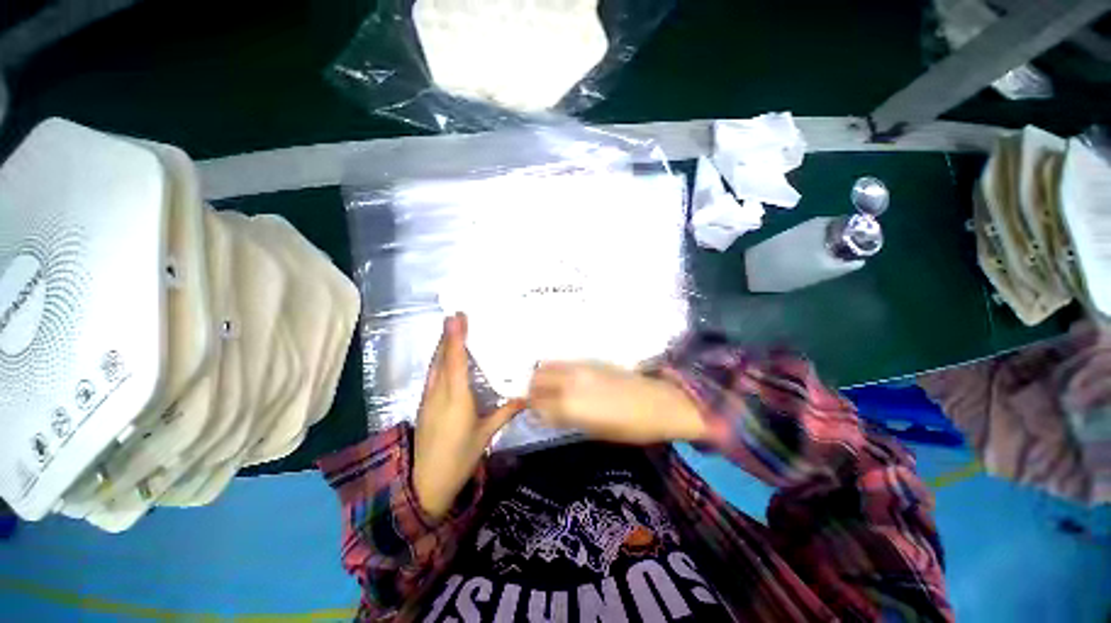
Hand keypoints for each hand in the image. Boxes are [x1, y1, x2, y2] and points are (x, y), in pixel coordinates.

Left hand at [413, 313, 524, 518]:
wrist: (426, 484)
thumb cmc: (459, 458)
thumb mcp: (486, 435)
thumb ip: (505, 412)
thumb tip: (526, 397)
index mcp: (456, 399)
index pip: (455, 362)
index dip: (455, 338)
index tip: (457, 317)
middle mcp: (439, 393)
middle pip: (441, 358)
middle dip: (447, 335)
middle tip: (456, 316)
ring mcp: (428, 398)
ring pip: (434, 365)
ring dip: (442, 345)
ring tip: (452, 329)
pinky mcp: (424, 403)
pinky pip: (432, 374)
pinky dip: (439, 359)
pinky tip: (446, 356)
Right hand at [527, 362, 707, 444]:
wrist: (657, 402)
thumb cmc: (629, 427)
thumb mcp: (594, 431)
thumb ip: (567, 420)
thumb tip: (550, 413)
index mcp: (569, 406)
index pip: (536, 404)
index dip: (532, 409)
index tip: (532, 413)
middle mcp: (569, 382)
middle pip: (536, 380)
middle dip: (532, 390)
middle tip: (537, 399)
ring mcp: (579, 367)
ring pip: (547, 366)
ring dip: (541, 377)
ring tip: (547, 388)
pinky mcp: (589, 360)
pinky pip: (563, 362)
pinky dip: (555, 370)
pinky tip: (563, 379)